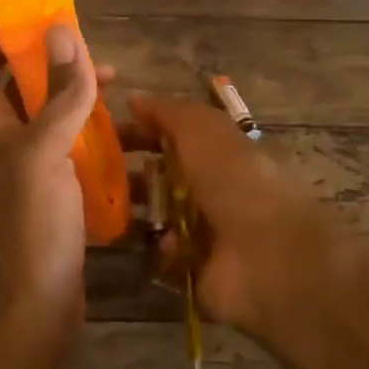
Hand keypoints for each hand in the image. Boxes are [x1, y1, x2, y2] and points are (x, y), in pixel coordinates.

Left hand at [0, 5, 100, 354]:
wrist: (36, 302)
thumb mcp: (46, 152)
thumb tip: (62, 30)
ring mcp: (18, 154)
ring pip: (31, 97)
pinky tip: (116, 119)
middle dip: (31, 42)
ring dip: (61, 78)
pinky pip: (56, 130)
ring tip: (107, 73)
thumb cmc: (32, 226)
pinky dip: (79, 114)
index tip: (25, 5)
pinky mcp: (44, 177)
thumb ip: (57, 92)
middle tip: (74, 34)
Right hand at [126, 96, 348, 342]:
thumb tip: (134, 99)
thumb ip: (167, 112)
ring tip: (114, 212)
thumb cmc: (236, 182)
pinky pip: (165, 257)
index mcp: (222, 153)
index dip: (143, 131)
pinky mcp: (199, 269)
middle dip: (132, 175)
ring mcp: (208, 232)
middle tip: (100, 176)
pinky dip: (162, 250)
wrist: (268, 255)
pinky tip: (167, 245)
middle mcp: (216, 190)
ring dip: (138, 214)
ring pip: (159, 218)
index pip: (176, 137)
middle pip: (163, 178)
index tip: (107, 133)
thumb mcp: (203, 130)